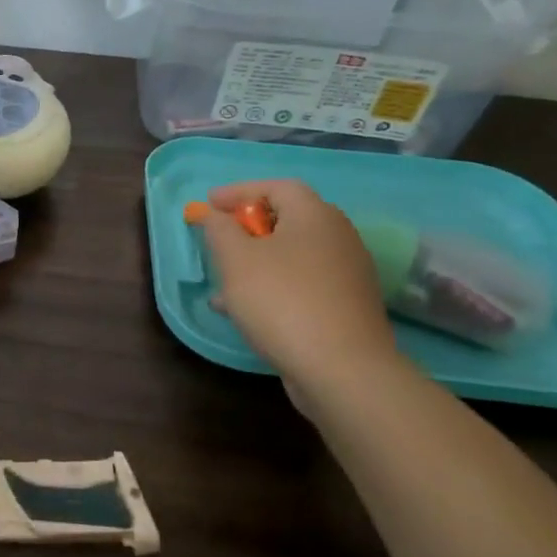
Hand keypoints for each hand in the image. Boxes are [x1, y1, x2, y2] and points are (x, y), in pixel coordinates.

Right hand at [201, 179, 401, 411]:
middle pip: (287, 220)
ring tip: (223, 283)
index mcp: (315, 215)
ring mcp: (347, 274)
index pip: (276, 186)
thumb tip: (214, 215)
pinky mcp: (347, 307)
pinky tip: (246, 312)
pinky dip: (273, 287)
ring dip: (256, 263)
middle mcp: (338, 237)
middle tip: (218, 241)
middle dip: (247, 229)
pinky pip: (302, 285)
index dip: (239, 192)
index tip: (209, 205)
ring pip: (292, 256)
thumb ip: (219, 229)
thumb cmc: (282, 301)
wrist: (344, 370)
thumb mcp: (235, 259)